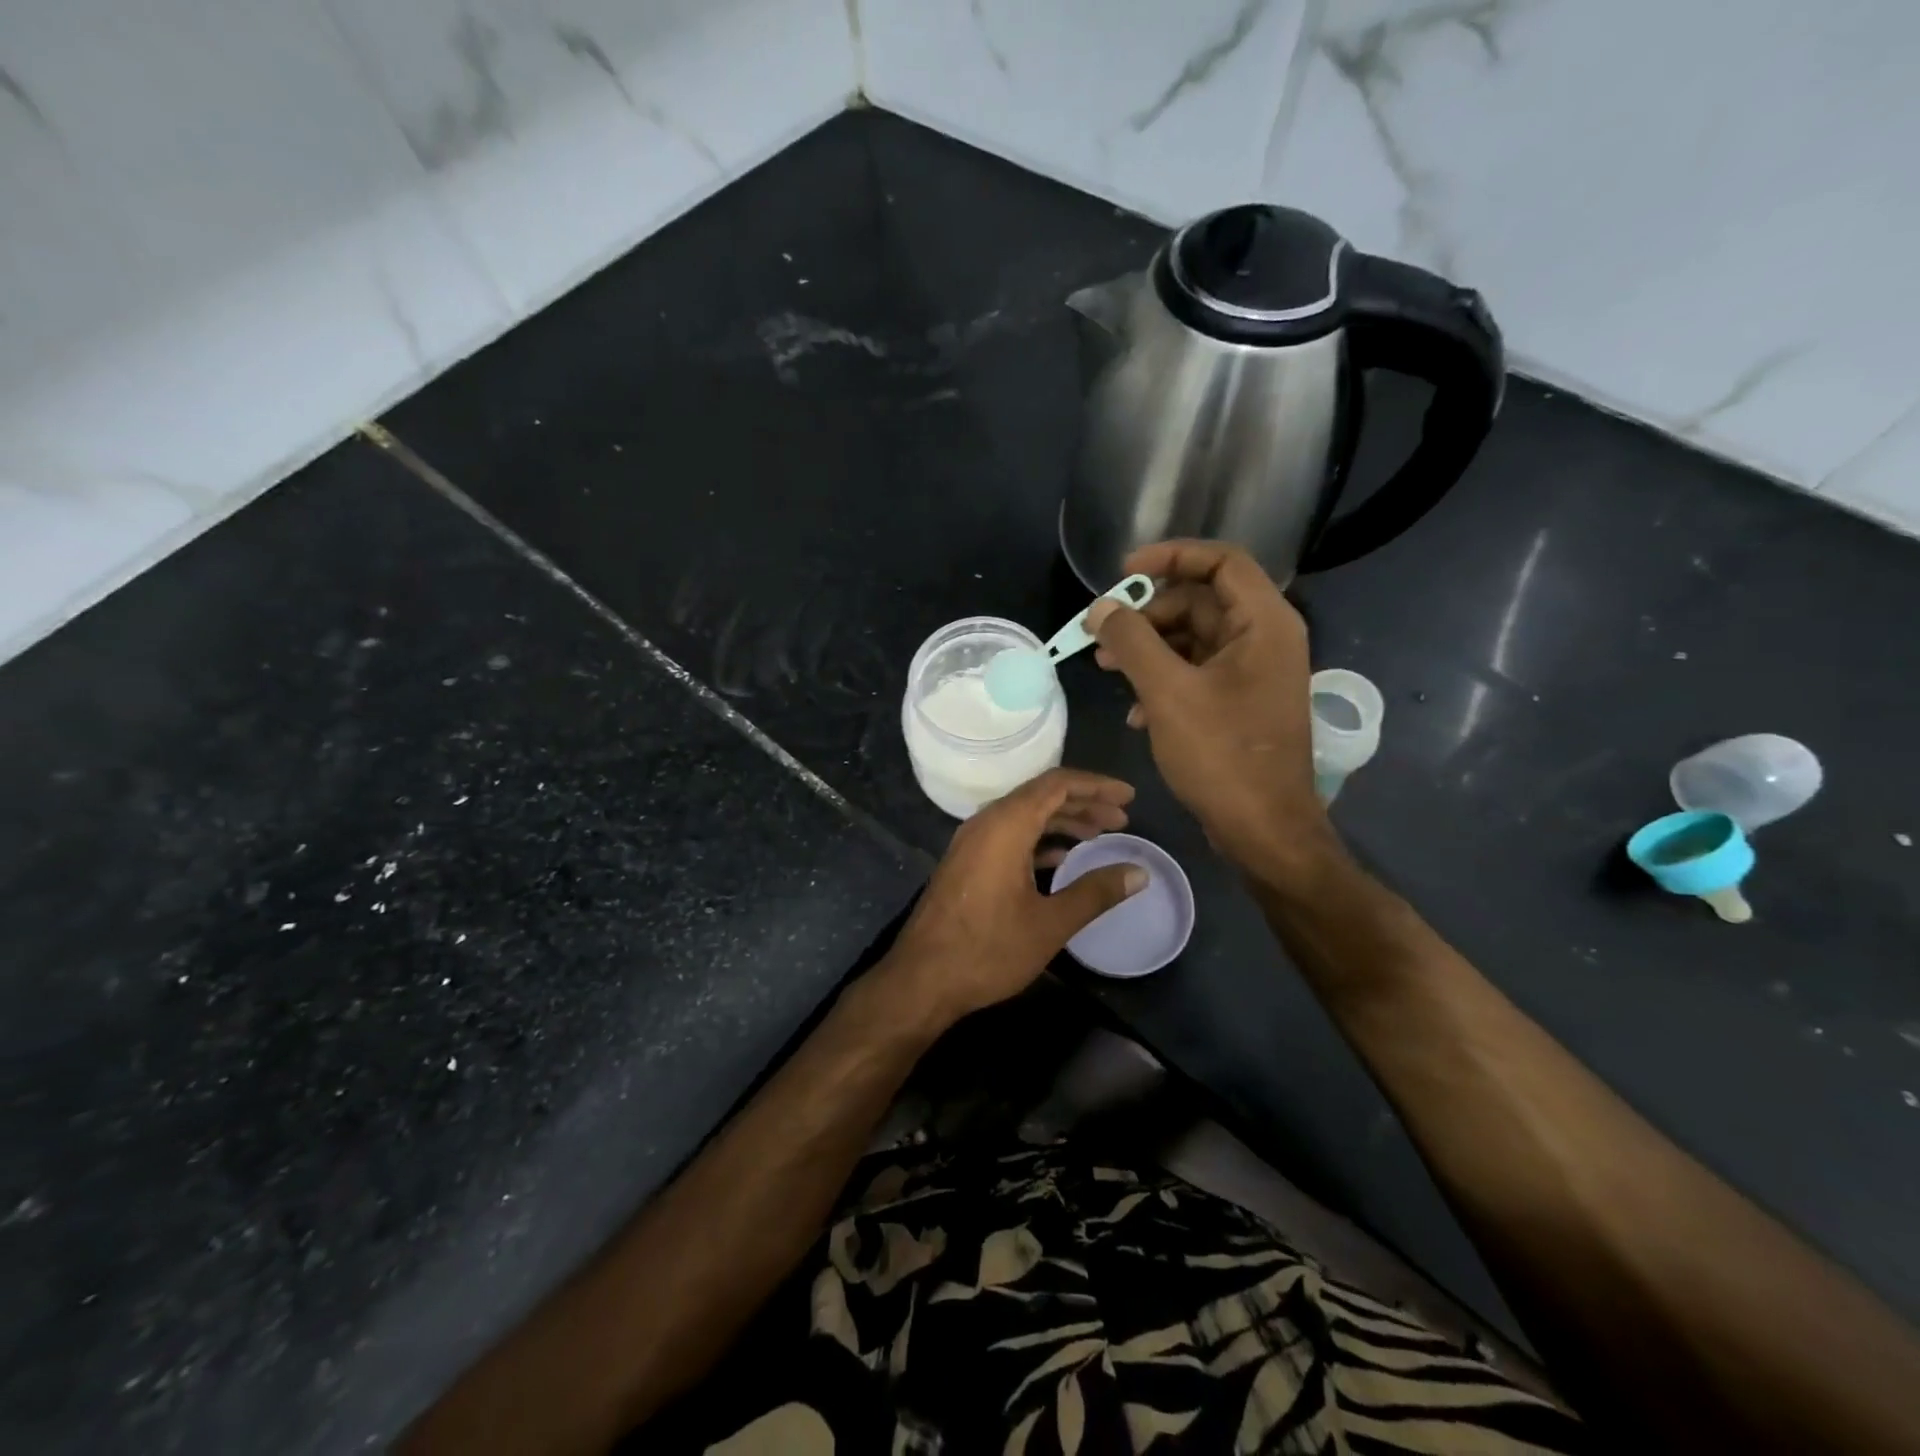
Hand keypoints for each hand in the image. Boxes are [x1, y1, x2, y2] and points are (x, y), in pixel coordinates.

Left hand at [879, 769, 1145, 1024]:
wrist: (921, 979)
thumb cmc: (988, 949)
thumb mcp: (1050, 923)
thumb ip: (1096, 892)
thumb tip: (1139, 872)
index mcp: (1006, 825)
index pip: (1057, 784)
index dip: (1096, 785)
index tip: (1129, 796)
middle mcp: (986, 823)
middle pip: (1041, 796)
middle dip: (1084, 803)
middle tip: (1122, 819)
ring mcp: (972, 842)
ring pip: (1024, 816)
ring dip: (1062, 821)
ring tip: (1099, 835)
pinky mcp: (966, 862)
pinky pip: (1009, 835)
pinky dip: (1040, 839)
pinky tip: (1062, 859)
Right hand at [1087, 540, 1333, 871]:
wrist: (1263, 829)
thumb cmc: (1221, 755)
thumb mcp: (1167, 692)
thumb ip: (1131, 641)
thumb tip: (1100, 608)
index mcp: (1263, 623)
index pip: (1220, 561)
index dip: (1171, 556)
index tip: (1123, 573)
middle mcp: (1264, 639)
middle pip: (1199, 602)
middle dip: (1147, 615)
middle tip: (1102, 635)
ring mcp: (1253, 673)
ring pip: (1192, 640)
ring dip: (1148, 650)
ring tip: (1105, 669)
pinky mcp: (1240, 703)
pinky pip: (1196, 672)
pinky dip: (1163, 680)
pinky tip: (1135, 711)